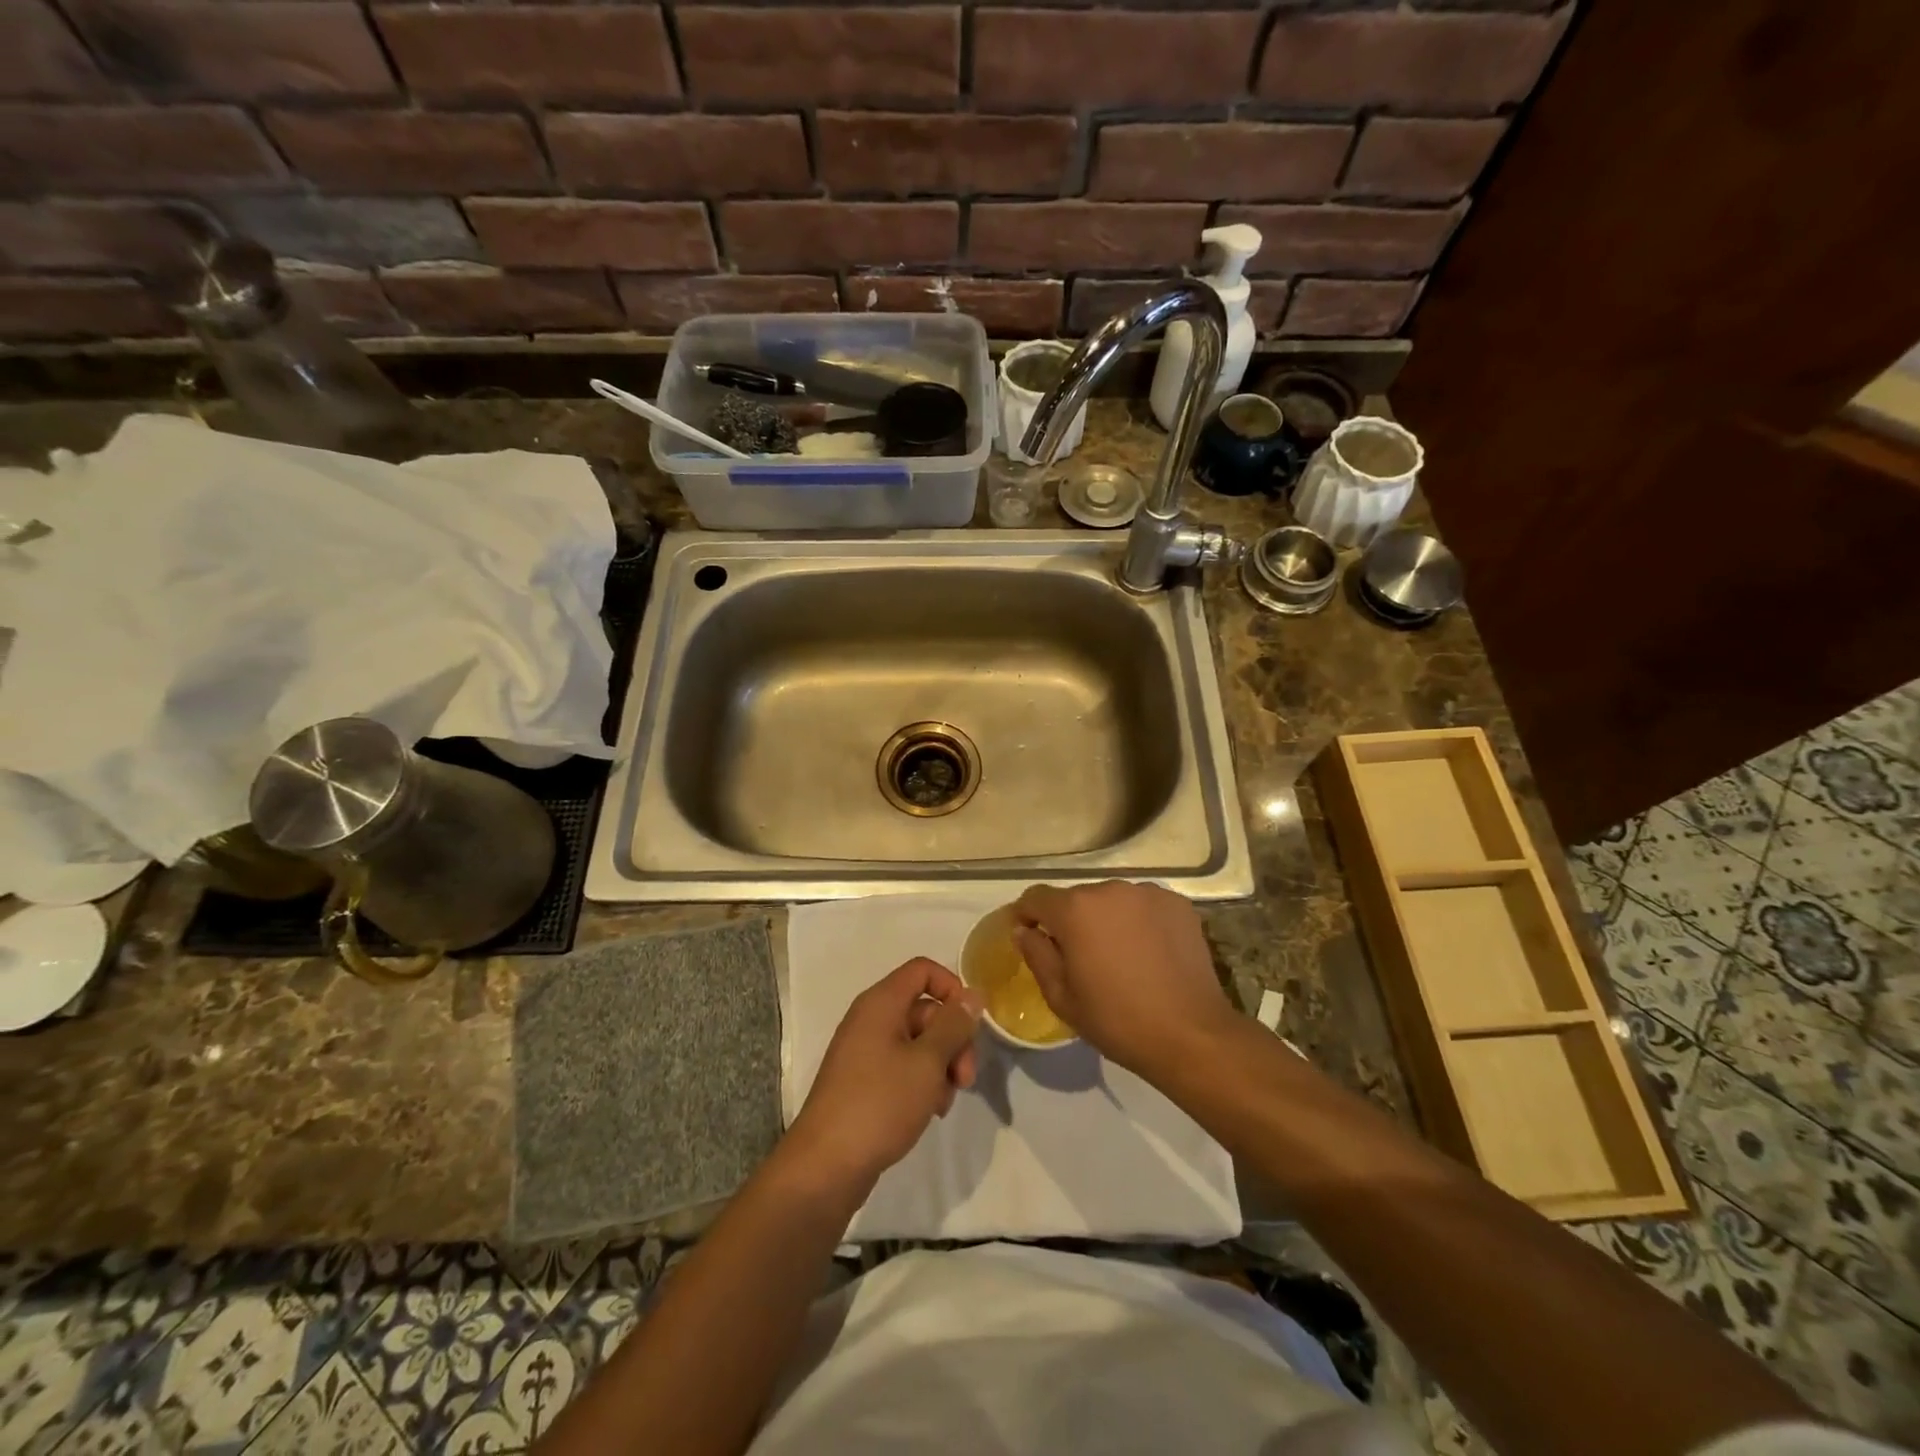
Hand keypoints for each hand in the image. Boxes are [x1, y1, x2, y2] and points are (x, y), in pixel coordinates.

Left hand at [786, 957, 982, 1191]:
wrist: (826, 1166)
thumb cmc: (880, 1104)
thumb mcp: (927, 1062)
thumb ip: (954, 1025)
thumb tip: (974, 994)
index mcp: (881, 1003)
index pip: (923, 970)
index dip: (952, 988)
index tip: (971, 1023)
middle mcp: (870, 1019)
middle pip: (925, 1010)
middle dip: (953, 1040)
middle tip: (965, 1079)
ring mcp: (864, 1052)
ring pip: (918, 1043)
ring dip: (940, 1067)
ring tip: (943, 1103)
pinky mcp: (863, 1082)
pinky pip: (902, 1067)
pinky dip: (921, 1083)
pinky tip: (929, 1111)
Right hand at [1013, 880, 1236, 1076]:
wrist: (1191, 1034)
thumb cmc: (1117, 1020)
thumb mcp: (1062, 997)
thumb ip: (1037, 955)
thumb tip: (1024, 930)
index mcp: (1075, 909)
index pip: (1035, 897)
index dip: (1026, 915)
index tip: (1029, 936)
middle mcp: (1109, 889)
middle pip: (1076, 898)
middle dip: (1071, 921)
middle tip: (1079, 957)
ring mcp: (1147, 893)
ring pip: (1112, 900)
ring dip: (1106, 919)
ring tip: (1118, 955)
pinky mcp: (1177, 903)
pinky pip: (1143, 905)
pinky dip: (1138, 921)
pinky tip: (1148, 952)